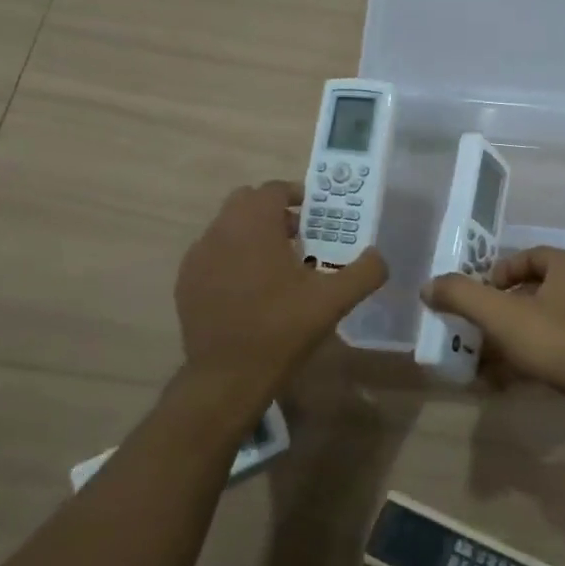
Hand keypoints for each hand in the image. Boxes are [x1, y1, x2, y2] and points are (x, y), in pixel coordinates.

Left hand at [174, 181, 387, 401]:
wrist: (227, 376)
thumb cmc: (281, 329)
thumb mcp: (333, 301)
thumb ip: (364, 272)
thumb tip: (379, 256)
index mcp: (254, 224)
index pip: (273, 189)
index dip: (296, 195)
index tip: (314, 216)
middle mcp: (220, 230)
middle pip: (246, 202)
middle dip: (272, 212)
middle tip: (297, 237)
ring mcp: (198, 256)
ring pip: (227, 227)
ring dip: (250, 234)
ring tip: (275, 266)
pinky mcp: (185, 281)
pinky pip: (211, 254)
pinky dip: (230, 258)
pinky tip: (248, 289)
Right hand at [420, 248, 564, 432]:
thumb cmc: (561, 343)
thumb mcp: (502, 317)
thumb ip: (462, 296)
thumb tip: (428, 286)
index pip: (527, 257)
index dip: (497, 274)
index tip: (476, 298)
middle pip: (532, 293)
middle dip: (498, 314)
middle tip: (473, 333)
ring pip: (542, 326)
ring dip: (510, 343)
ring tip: (481, 365)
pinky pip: (557, 351)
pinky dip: (530, 362)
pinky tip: (505, 385)